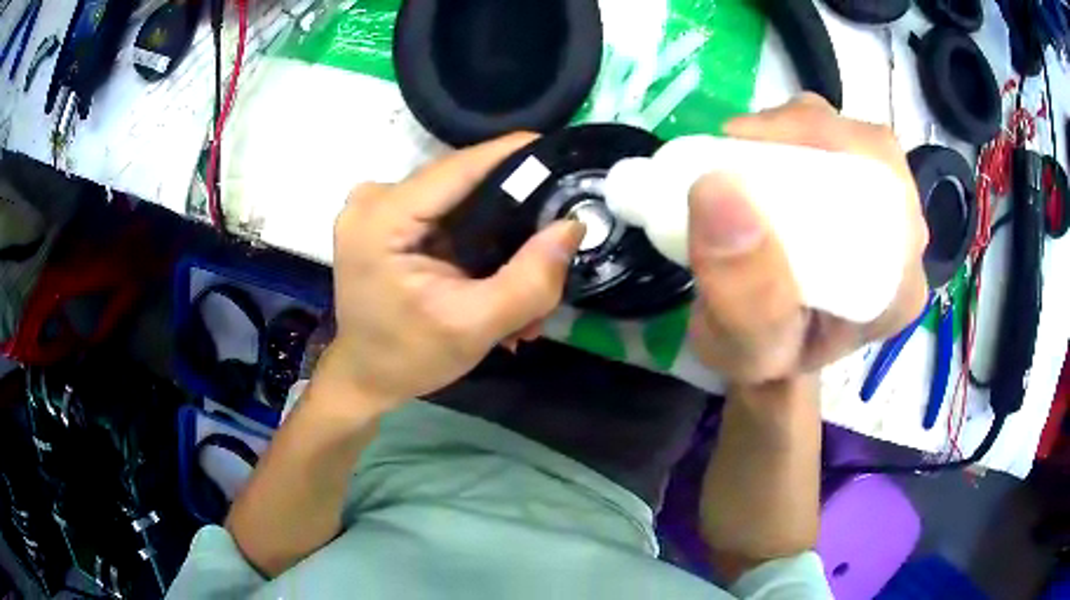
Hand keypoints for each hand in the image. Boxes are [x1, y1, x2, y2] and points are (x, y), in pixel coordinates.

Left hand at [322, 134, 584, 410]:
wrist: (366, 375)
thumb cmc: (409, 357)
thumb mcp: (475, 326)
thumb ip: (530, 280)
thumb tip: (572, 226)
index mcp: (382, 219)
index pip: (459, 166)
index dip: (514, 155)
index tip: (563, 153)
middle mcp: (373, 198)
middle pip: (461, 181)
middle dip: (512, 207)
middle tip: (554, 234)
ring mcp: (376, 205)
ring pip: (458, 196)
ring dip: (497, 227)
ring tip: (527, 266)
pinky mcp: (385, 217)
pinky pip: (443, 211)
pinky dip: (474, 236)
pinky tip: (494, 267)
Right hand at [688, 94, 929, 383]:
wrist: (771, 354)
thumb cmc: (762, 360)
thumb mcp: (744, 350)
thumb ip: (740, 294)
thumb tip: (717, 189)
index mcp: (898, 288)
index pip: (883, 190)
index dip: (822, 150)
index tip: (745, 154)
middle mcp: (903, 245)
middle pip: (870, 153)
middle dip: (801, 133)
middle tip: (736, 149)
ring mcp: (885, 215)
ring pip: (852, 138)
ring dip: (794, 131)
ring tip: (744, 155)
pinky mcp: (860, 194)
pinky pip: (836, 142)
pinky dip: (792, 133)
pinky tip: (762, 156)